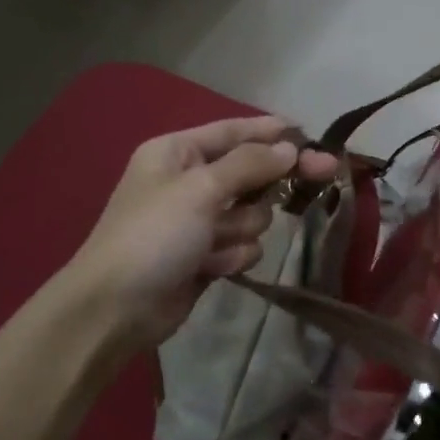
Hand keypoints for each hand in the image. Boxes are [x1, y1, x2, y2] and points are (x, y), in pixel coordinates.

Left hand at [66, 116, 338, 352]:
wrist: (115, 309)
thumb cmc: (154, 235)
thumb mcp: (201, 189)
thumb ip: (249, 164)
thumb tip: (289, 147)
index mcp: (176, 152)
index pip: (232, 131)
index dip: (271, 131)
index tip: (309, 133)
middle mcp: (188, 181)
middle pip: (250, 172)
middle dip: (270, 182)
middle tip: (324, 174)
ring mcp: (197, 221)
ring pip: (251, 213)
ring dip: (240, 228)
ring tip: (214, 244)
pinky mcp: (205, 256)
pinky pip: (241, 245)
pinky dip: (231, 255)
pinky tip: (210, 267)